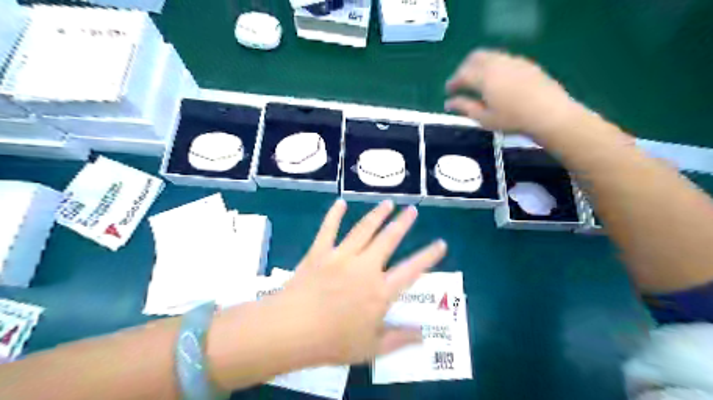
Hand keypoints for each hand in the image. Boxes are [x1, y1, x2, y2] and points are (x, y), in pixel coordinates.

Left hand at [275, 199, 443, 365]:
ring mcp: (341, 256)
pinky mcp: (320, 252)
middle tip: (412, 209)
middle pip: (388, 239)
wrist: (292, 329)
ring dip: (377, 214)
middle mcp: (365, 267)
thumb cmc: (333, 342)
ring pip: (364, 229)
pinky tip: (341, 203)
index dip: (429, 256)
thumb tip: (424, 335)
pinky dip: (335, 214)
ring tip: (388, 203)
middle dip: (403, 223)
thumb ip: (399, 339)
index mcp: (380, 290)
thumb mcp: (371, 348)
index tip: (441, 243)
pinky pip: (328, 228)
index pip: (412, 269)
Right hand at [444, 49, 584, 138]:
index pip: (462, 74)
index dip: (453, 82)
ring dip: (479, 65)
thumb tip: (449, 103)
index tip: (448, 91)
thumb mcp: (484, 118)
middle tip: (461, 83)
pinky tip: (497, 81)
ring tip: (478, 82)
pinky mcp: (526, 63)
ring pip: (490, 55)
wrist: (549, 114)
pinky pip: (503, 59)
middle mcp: (497, 63)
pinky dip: (493, 66)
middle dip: (464, 68)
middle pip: (474, 58)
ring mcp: (513, 61)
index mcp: (484, 77)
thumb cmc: (512, 120)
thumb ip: (464, 107)